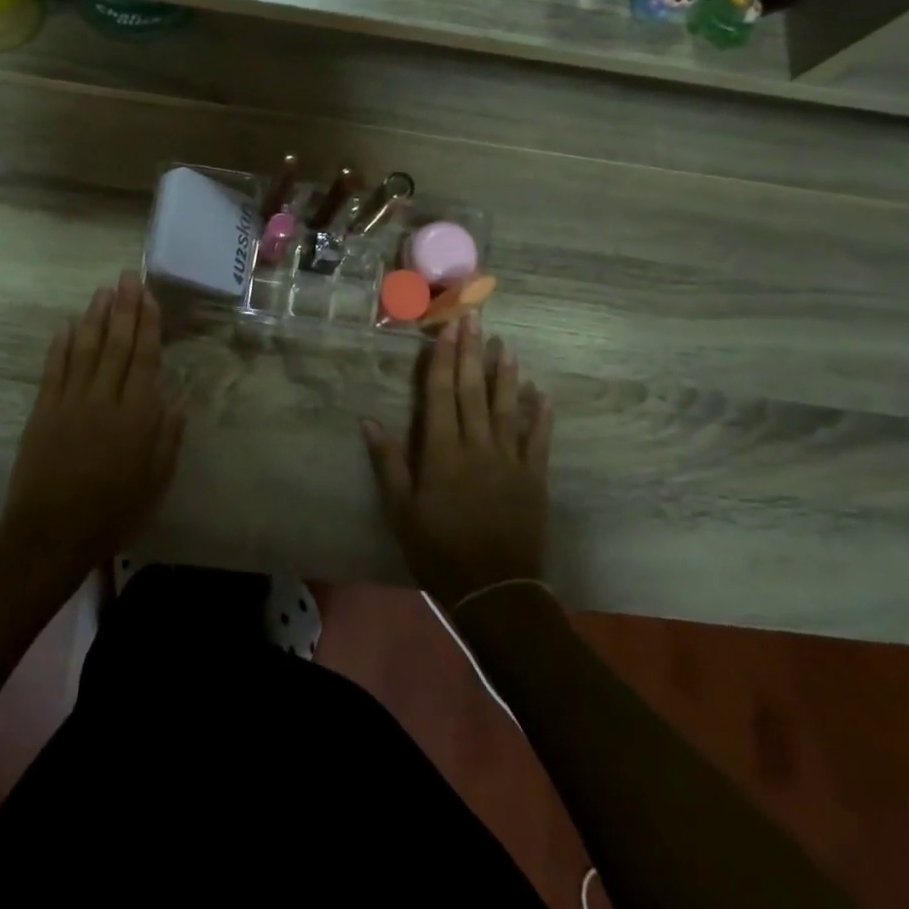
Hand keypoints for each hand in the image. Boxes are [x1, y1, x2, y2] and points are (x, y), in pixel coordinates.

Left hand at [0, 273, 185, 578]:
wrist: (51, 534)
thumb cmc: (111, 514)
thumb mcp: (154, 484)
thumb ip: (167, 440)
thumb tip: (176, 402)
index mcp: (136, 417)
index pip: (144, 358)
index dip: (148, 325)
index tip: (149, 297)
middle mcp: (104, 400)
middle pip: (116, 345)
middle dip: (124, 308)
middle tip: (127, 278)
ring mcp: (70, 402)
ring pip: (85, 349)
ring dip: (95, 318)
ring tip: (102, 291)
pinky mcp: (43, 411)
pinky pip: (54, 369)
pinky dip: (61, 345)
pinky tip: (67, 325)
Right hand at [362, 313, 552, 606]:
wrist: (495, 591)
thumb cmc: (439, 550)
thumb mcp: (401, 511)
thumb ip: (388, 463)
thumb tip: (367, 420)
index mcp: (442, 452)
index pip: (441, 394)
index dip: (443, 358)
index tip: (447, 328)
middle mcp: (477, 446)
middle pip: (473, 390)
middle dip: (472, 352)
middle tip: (475, 317)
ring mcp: (510, 460)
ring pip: (507, 406)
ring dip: (506, 374)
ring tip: (506, 344)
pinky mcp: (534, 477)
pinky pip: (538, 439)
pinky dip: (540, 414)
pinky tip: (541, 393)